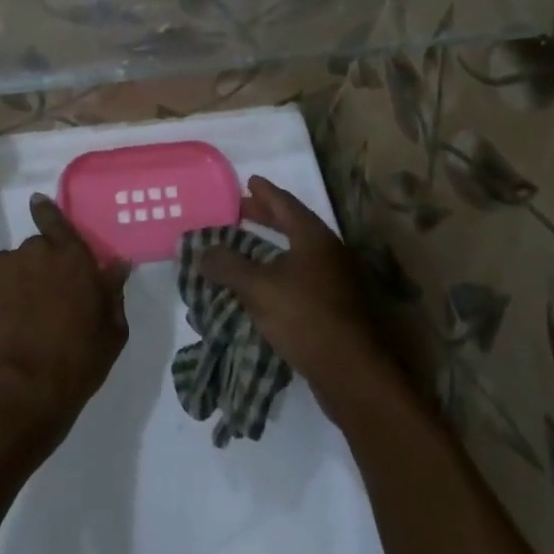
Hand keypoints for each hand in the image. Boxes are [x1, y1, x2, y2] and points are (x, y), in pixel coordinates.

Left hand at [0, 194, 130, 454]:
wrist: (19, 392)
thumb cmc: (76, 364)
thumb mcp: (111, 332)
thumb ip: (112, 292)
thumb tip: (117, 264)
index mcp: (70, 258)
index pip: (56, 221)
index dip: (47, 212)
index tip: (37, 202)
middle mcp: (32, 251)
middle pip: (32, 252)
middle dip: (35, 271)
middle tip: (38, 305)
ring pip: (4, 269)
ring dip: (9, 287)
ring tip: (11, 323)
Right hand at [198, 175, 400, 426]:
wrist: (351, 372)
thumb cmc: (305, 317)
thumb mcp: (258, 288)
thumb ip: (228, 265)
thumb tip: (202, 251)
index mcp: (314, 238)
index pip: (286, 204)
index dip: (265, 192)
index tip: (249, 181)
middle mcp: (329, 253)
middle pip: (294, 226)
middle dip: (266, 218)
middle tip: (240, 211)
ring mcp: (336, 281)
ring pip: (298, 254)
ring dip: (271, 248)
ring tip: (245, 248)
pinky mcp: (336, 308)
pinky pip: (301, 279)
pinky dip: (279, 273)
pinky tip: (262, 287)